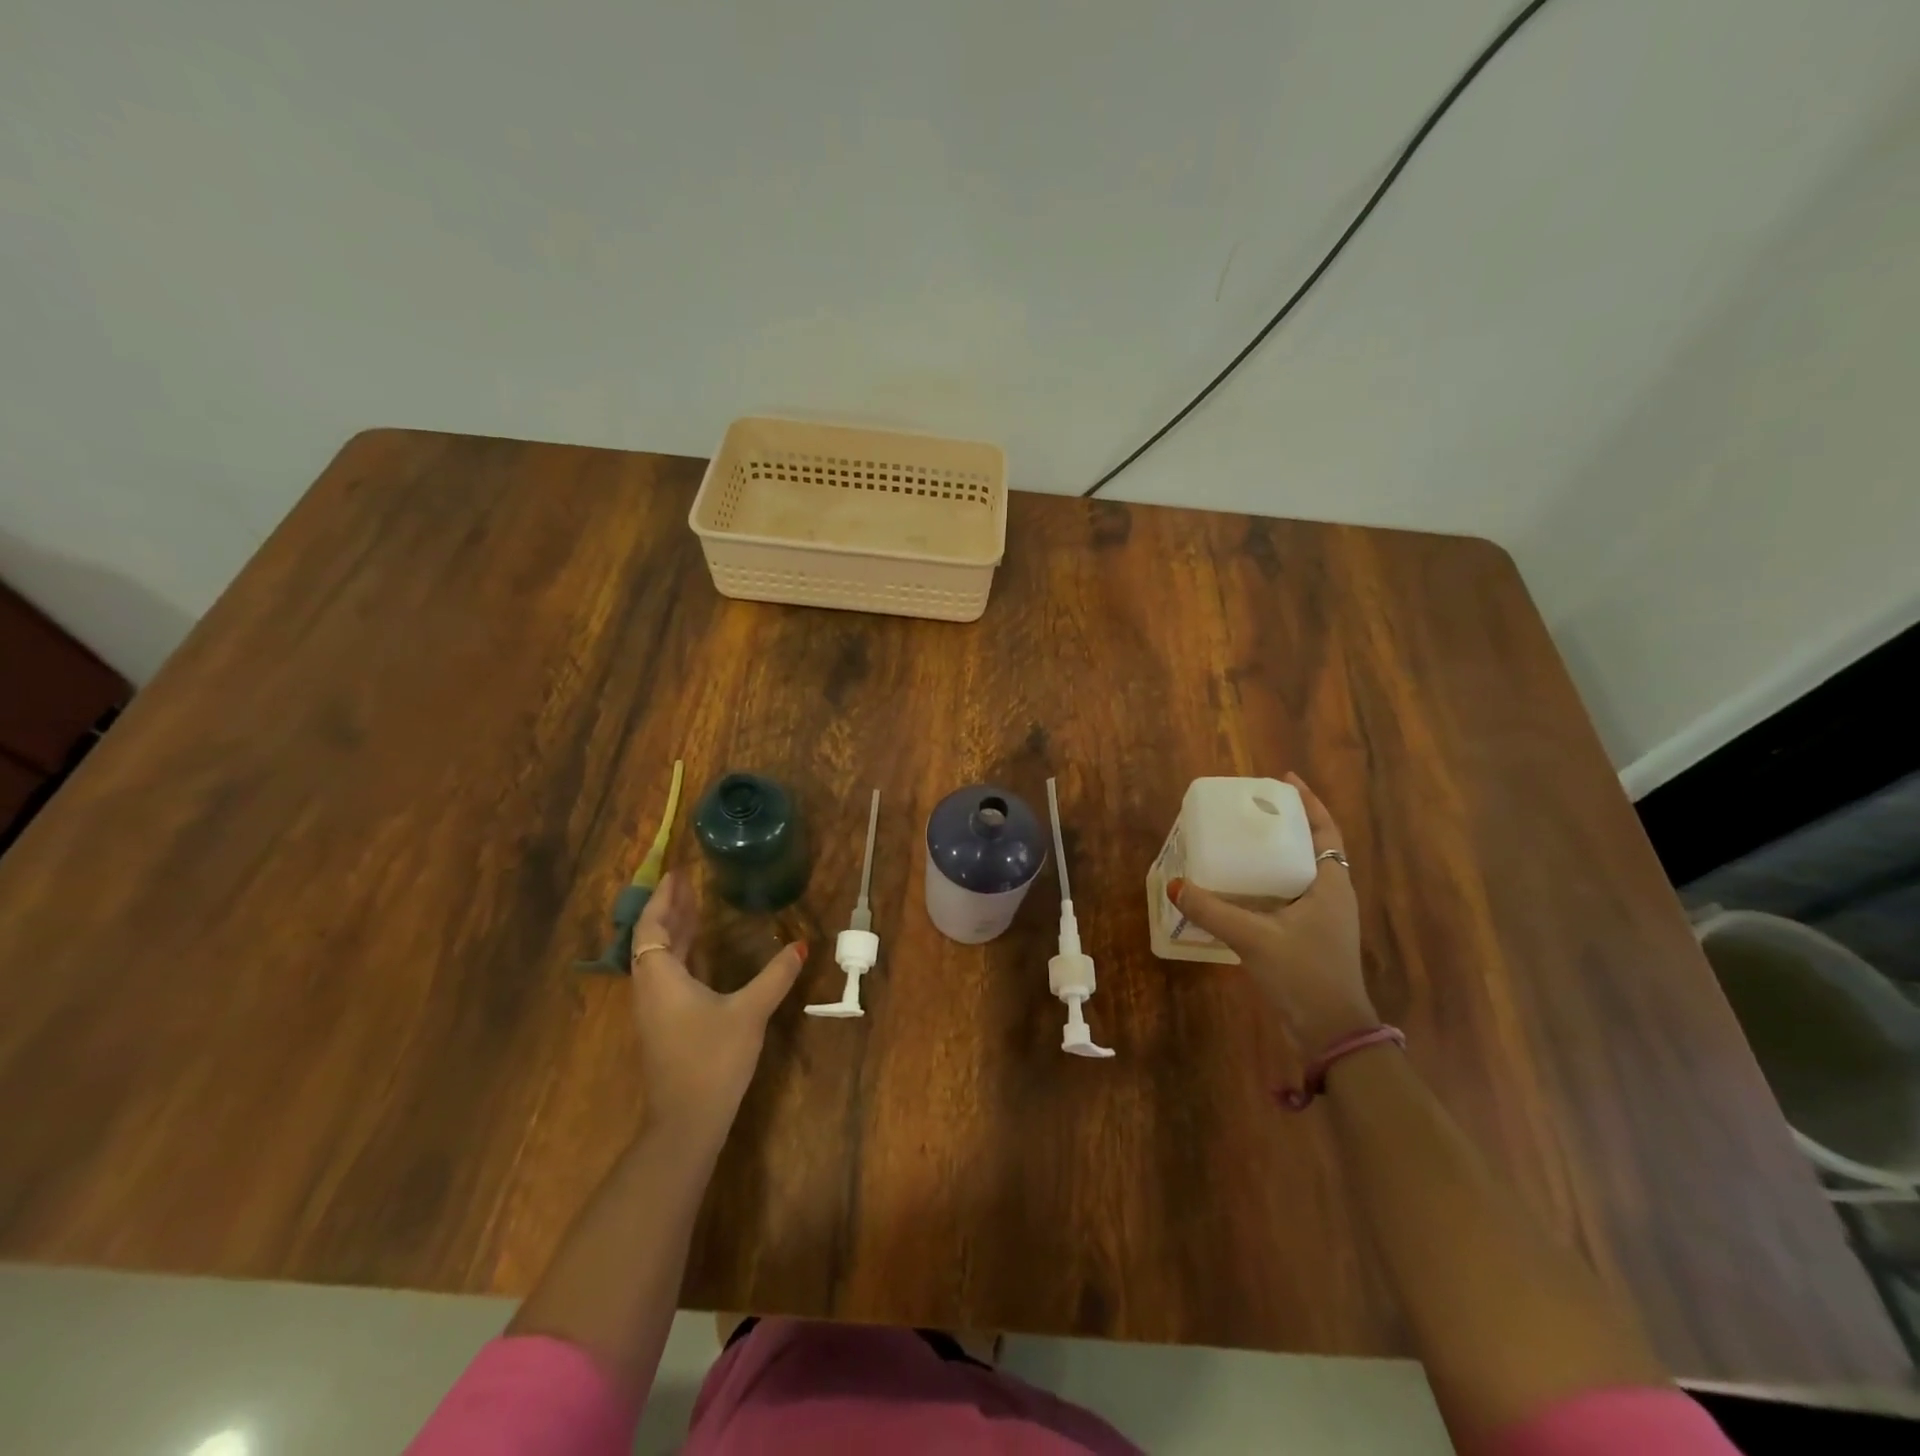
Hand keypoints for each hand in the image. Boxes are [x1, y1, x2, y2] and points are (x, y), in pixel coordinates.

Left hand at [627, 871, 806, 1139]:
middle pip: (653, 939)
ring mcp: (654, 1010)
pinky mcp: (664, 1026)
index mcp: (661, 977)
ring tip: (695, 906)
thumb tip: (800, 945)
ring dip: (675, 931)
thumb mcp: (750, 1012)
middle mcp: (650, 988)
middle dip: (670, 909)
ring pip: (658, 958)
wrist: (686, 1122)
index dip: (664, 899)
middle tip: (688, 882)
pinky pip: (666, 975)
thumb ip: (775, 976)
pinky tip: (700, 953)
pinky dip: (680, 953)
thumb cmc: (712, 1059)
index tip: (678, 873)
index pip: (652, 926)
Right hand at [1169, 773, 1376, 1050]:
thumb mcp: (1254, 938)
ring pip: (1300, 872)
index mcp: (1330, 885)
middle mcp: (1331, 895)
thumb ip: (1212, 911)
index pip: (1325, 831)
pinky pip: (1290, 895)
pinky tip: (1242, 887)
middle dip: (1286, 824)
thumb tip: (1175, 884)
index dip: (1308, 803)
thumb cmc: (1303, 975)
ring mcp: (1323, 919)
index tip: (1284, 780)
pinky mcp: (1311, 937)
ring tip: (1243, 840)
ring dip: (1277, 853)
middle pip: (1312, 846)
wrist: (1332, 1032)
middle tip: (1252, 809)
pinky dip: (1269, 882)